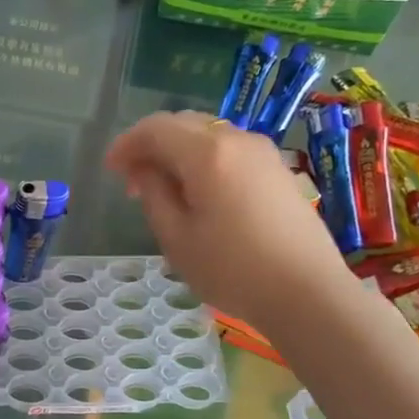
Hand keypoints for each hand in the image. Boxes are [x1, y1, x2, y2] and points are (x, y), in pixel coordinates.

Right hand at [106, 111, 350, 328]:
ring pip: (209, 136)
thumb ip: (154, 194)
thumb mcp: (176, 237)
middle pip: (183, 124)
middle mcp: (236, 139)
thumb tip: (146, 170)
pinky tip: (200, 194)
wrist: (308, 293)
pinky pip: (230, 151)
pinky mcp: (278, 170)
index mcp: (207, 152)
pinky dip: (205, 161)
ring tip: (165, 191)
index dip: (127, 144)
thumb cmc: (233, 269)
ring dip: (179, 153)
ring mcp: (263, 153)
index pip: (156, 128)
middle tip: (133, 182)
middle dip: (152, 146)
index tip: (111, 170)